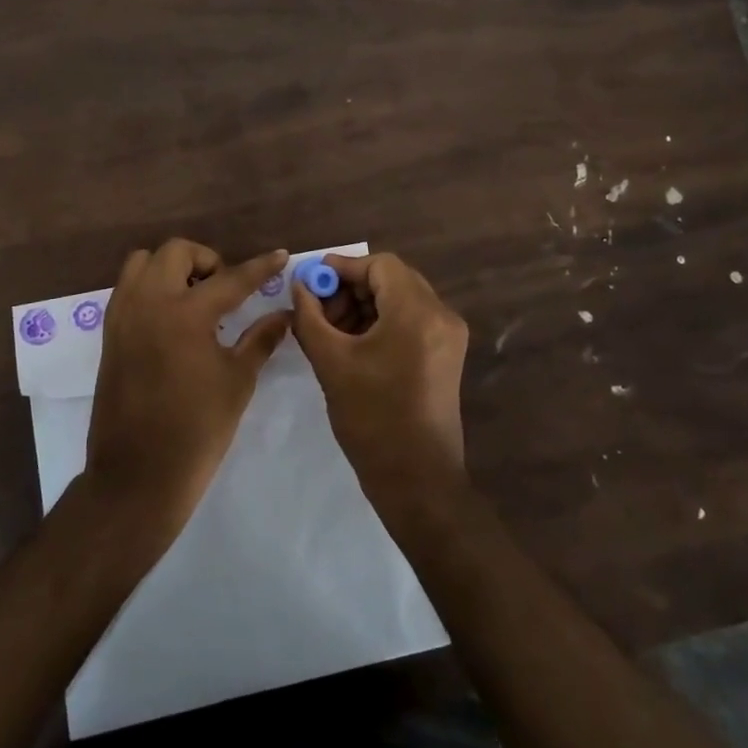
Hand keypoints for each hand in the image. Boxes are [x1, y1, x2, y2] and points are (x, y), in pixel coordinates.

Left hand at [82, 239, 291, 539]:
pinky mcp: (109, 333)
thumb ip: (261, 339)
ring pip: (143, 263)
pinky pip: (128, 288)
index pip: (231, 278)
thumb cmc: (196, 430)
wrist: (137, 476)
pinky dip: (151, 287)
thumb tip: (284, 314)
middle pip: (176, 252)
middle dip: (206, 260)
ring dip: (171, 268)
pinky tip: (172, 318)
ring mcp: (123, 315)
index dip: (260, 267)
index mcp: (185, 314)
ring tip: (194, 298)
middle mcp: (148, 302)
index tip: (280, 256)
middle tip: (225, 289)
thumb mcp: (237, 382)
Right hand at [291, 252, 469, 517]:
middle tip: (318, 310)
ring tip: (331, 331)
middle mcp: (441, 315)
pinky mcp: (446, 355)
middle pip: (392, 279)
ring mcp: (448, 336)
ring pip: (401, 299)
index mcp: (418, 313)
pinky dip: (382, 322)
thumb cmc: (372, 419)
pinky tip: (353, 344)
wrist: (417, 481)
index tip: (311, 282)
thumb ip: (310, 317)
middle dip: (351, 288)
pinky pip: (411, 320)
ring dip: (365, 306)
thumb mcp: (331, 363)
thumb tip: (299, 286)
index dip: (343, 267)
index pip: (380, 265)